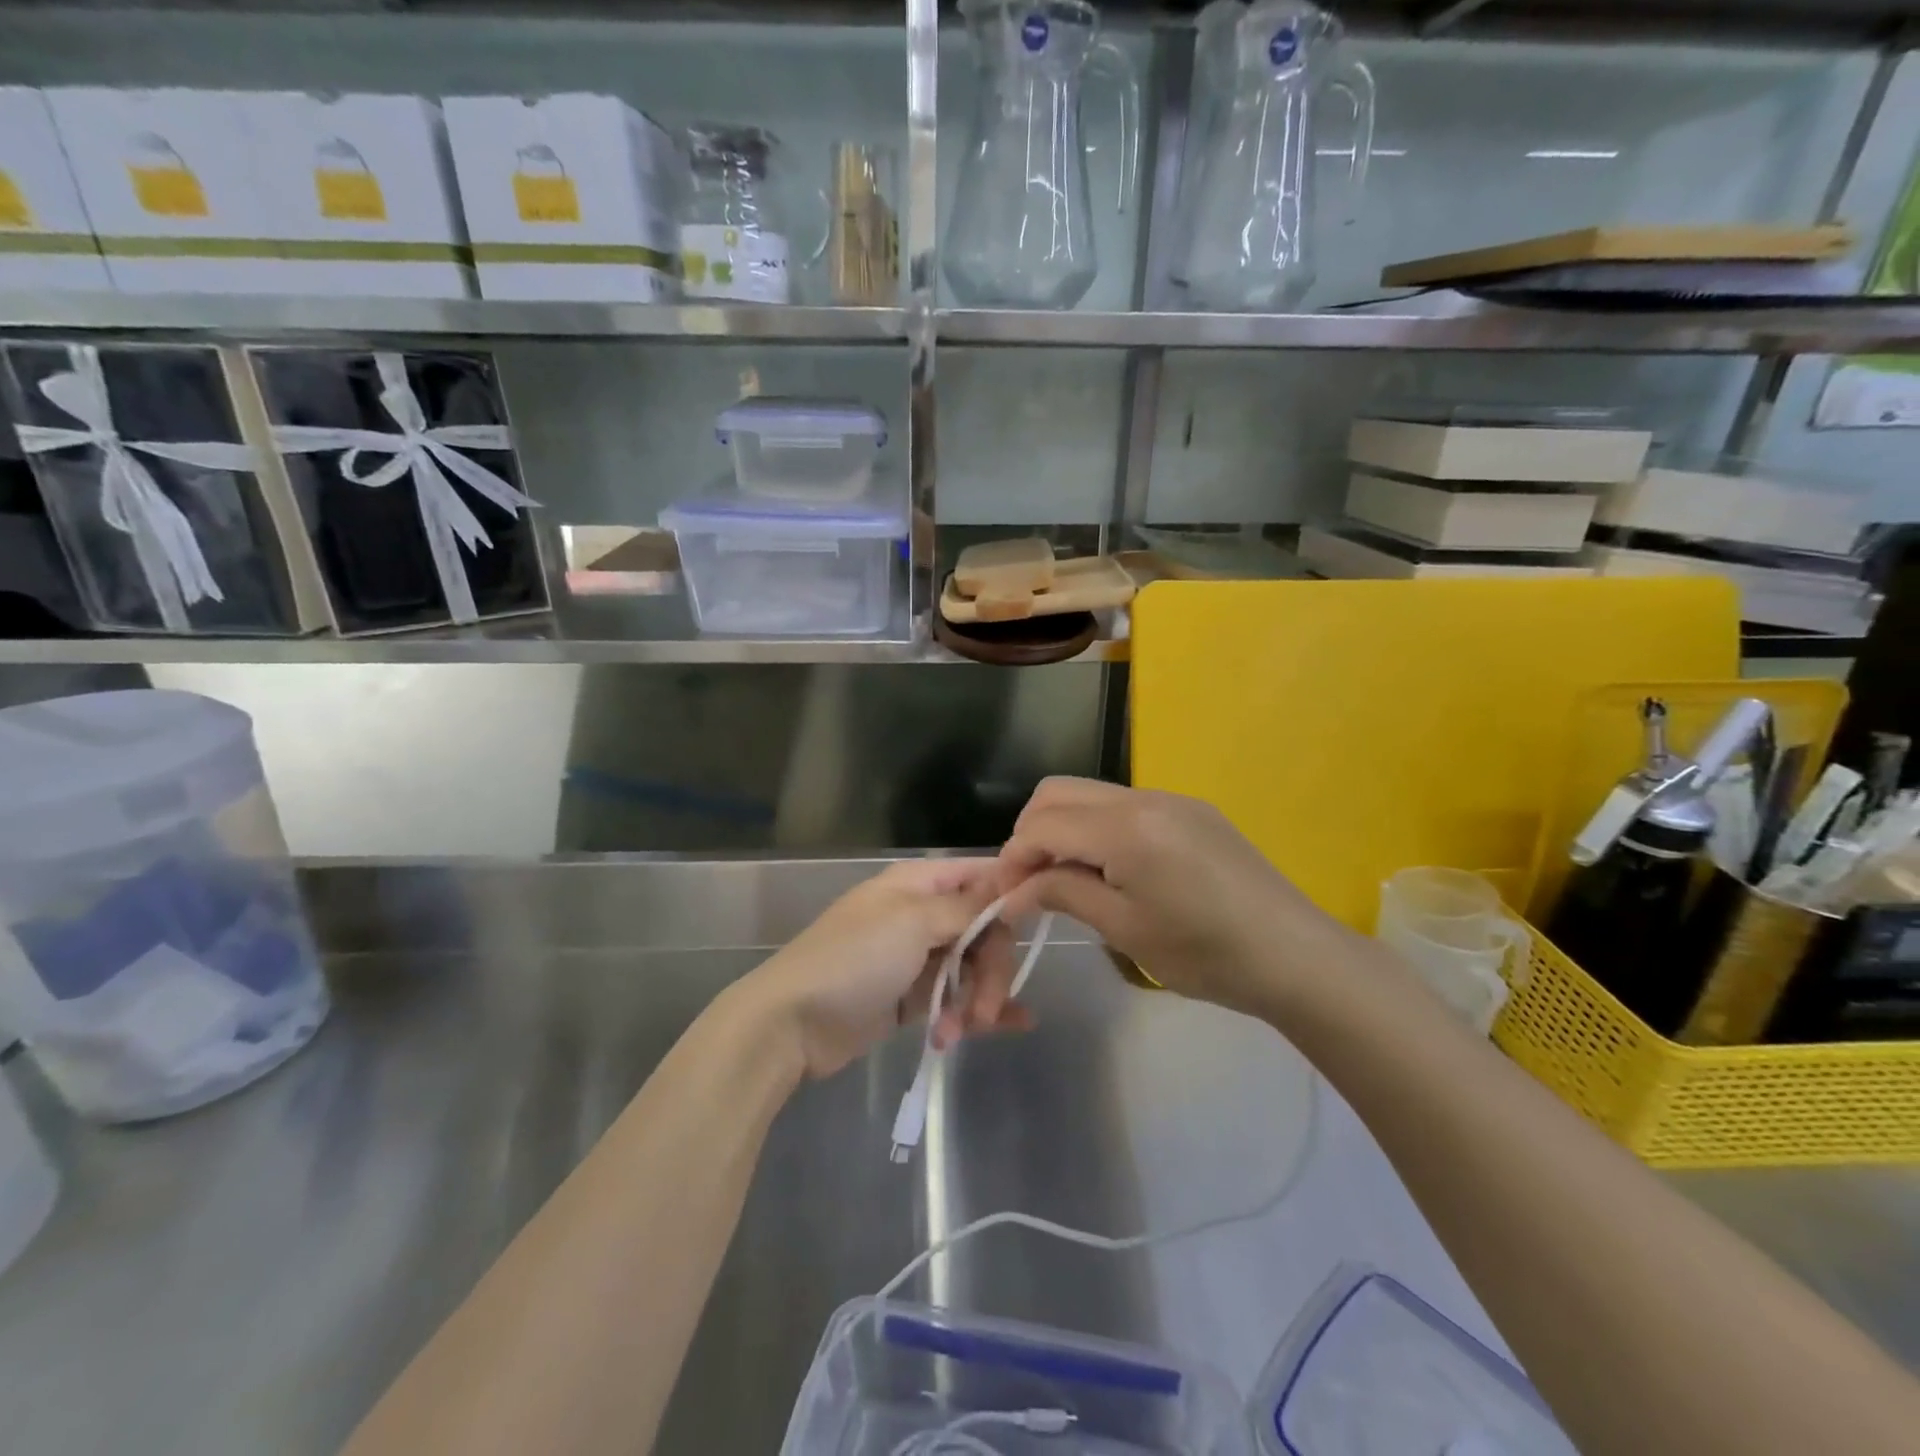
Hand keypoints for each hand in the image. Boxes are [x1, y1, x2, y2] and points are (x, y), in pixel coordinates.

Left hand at [742, 858, 1033, 1079]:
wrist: (793, 1023)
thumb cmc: (853, 959)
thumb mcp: (912, 923)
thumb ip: (964, 908)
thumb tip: (1007, 887)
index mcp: (919, 883)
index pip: (980, 875)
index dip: (1011, 894)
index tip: (1038, 920)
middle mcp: (922, 913)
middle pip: (984, 928)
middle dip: (993, 966)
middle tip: (985, 1007)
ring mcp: (918, 956)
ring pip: (973, 966)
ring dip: (979, 997)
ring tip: (964, 1030)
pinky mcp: (913, 997)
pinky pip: (956, 996)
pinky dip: (976, 1011)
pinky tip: (1008, 1027)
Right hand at [999, 778, 1352, 1017]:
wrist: (1296, 956)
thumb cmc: (1205, 953)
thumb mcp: (1124, 929)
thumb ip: (1063, 894)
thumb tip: (1014, 892)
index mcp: (1125, 828)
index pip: (1043, 824)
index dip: (1013, 858)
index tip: (1005, 896)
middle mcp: (1143, 797)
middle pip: (1058, 792)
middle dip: (1031, 832)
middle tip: (1031, 882)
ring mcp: (1170, 799)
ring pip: (1090, 794)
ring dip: (1064, 828)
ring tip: (1067, 878)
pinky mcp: (1190, 811)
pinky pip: (1123, 805)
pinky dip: (1098, 829)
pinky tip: (1111, 870)